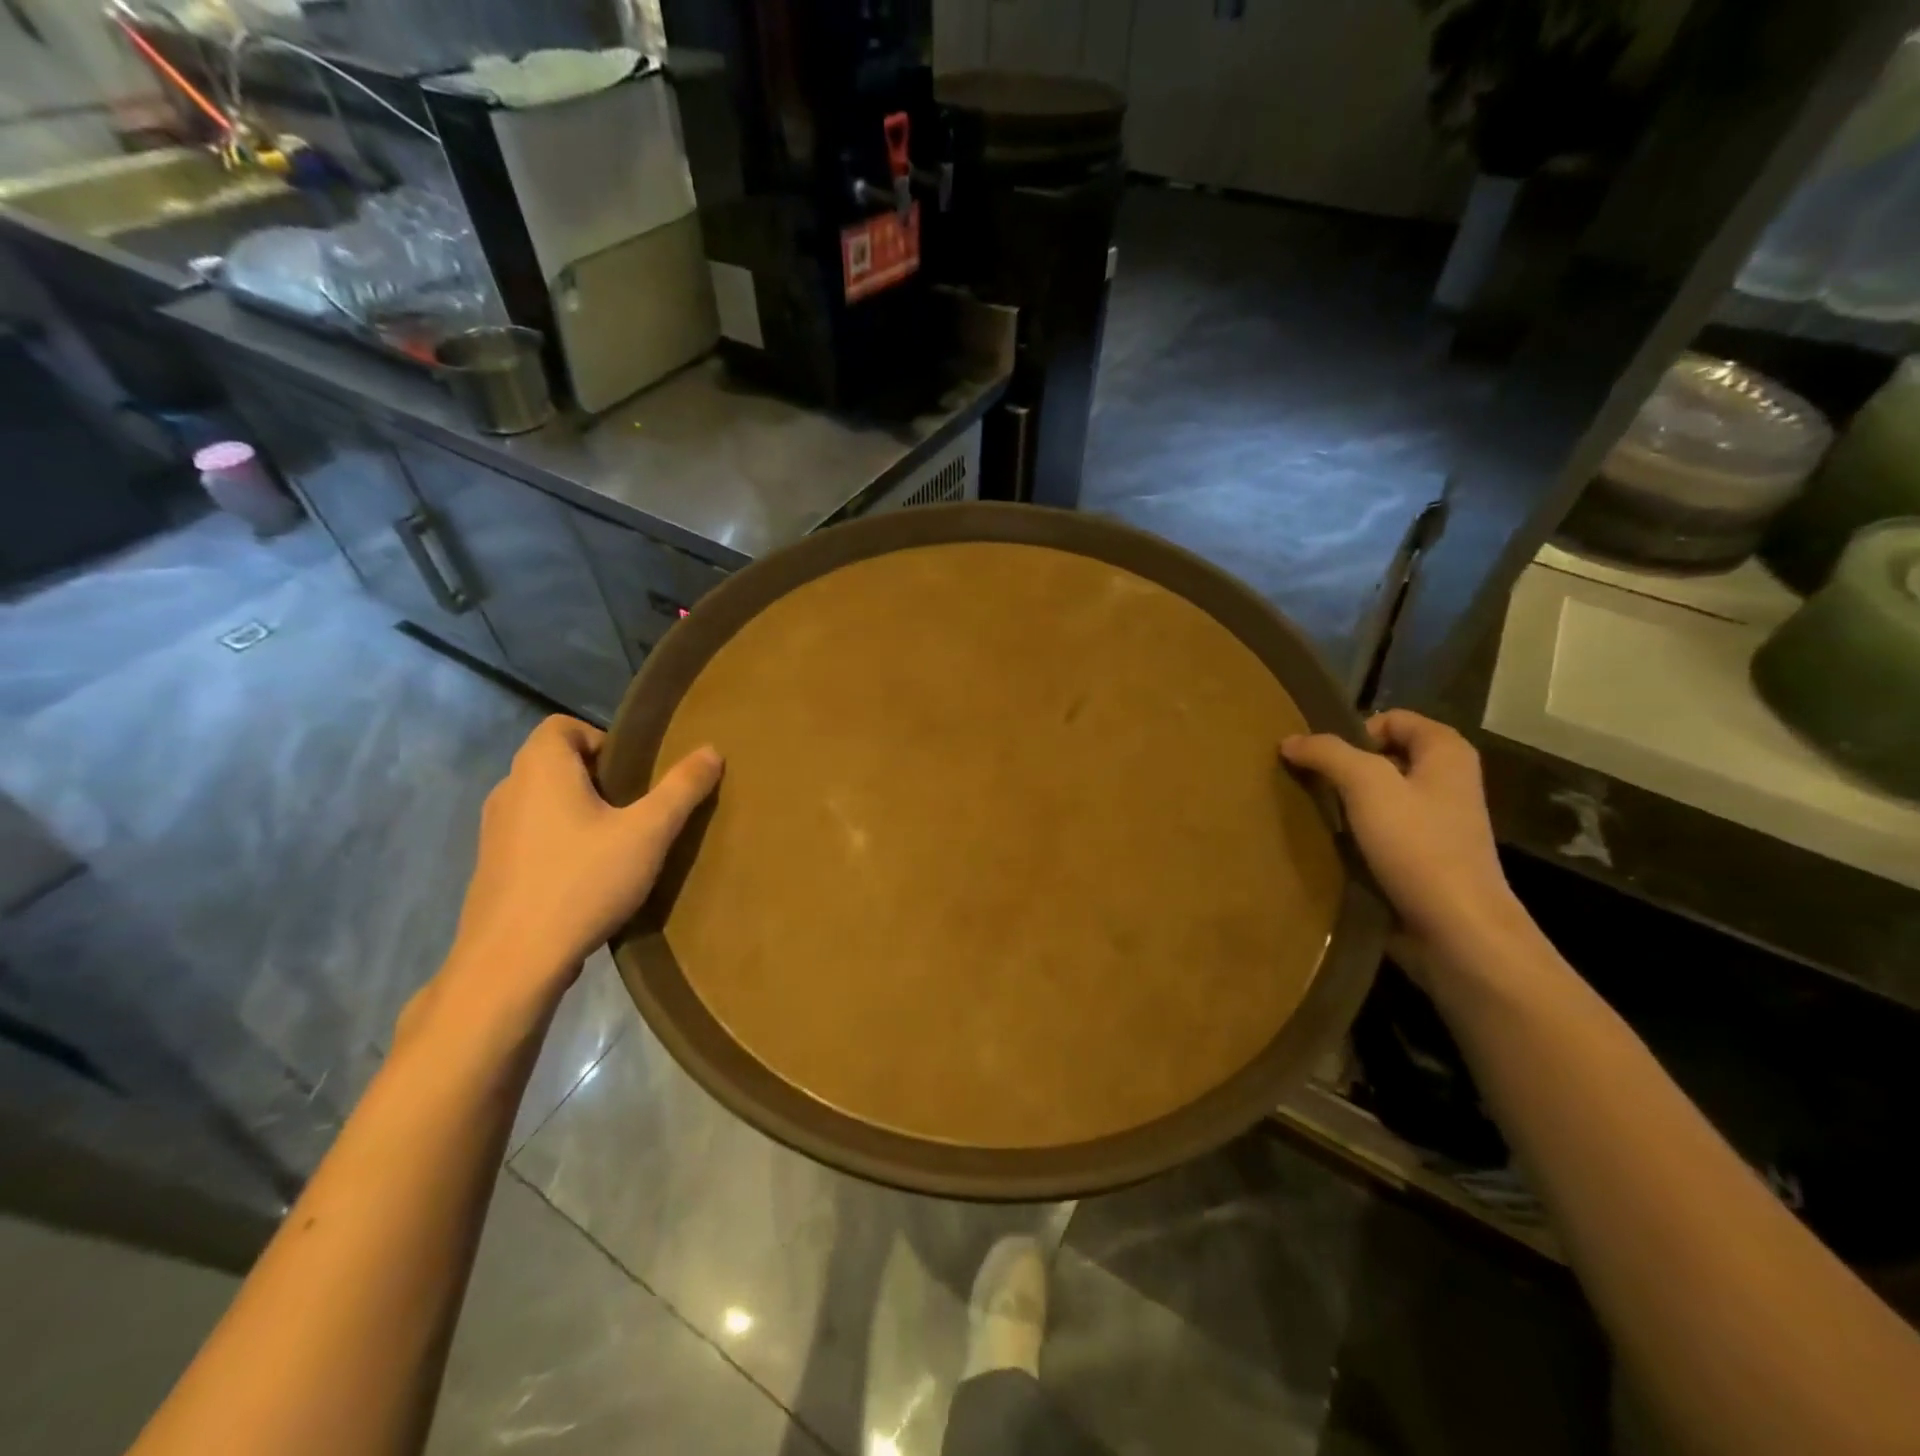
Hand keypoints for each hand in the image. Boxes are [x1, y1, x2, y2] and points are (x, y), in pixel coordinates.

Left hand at [437, 716, 722, 1018]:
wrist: (512, 962)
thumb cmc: (583, 882)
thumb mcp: (648, 833)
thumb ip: (681, 788)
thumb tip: (711, 750)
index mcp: (541, 768)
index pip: (562, 726)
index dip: (602, 739)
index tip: (634, 774)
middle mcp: (509, 790)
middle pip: (555, 762)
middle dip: (598, 778)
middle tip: (636, 809)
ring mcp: (493, 831)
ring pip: (543, 801)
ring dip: (578, 811)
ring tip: (617, 843)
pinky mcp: (491, 868)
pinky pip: (532, 836)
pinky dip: (559, 842)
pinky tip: (587, 877)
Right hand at [1282, 710, 1524, 972]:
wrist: (1457, 930)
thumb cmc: (1418, 846)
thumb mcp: (1367, 785)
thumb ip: (1327, 753)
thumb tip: (1290, 740)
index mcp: (1447, 752)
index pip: (1392, 718)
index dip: (1354, 730)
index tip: (1322, 759)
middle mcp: (1447, 781)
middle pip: (1383, 757)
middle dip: (1344, 767)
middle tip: (1309, 785)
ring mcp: (1438, 822)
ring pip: (1379, 796)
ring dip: (1346, 803)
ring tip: (1315, 815)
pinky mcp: (1425, 858)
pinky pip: (1382, 831)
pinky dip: (1356, 834)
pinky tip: (1333, 847)